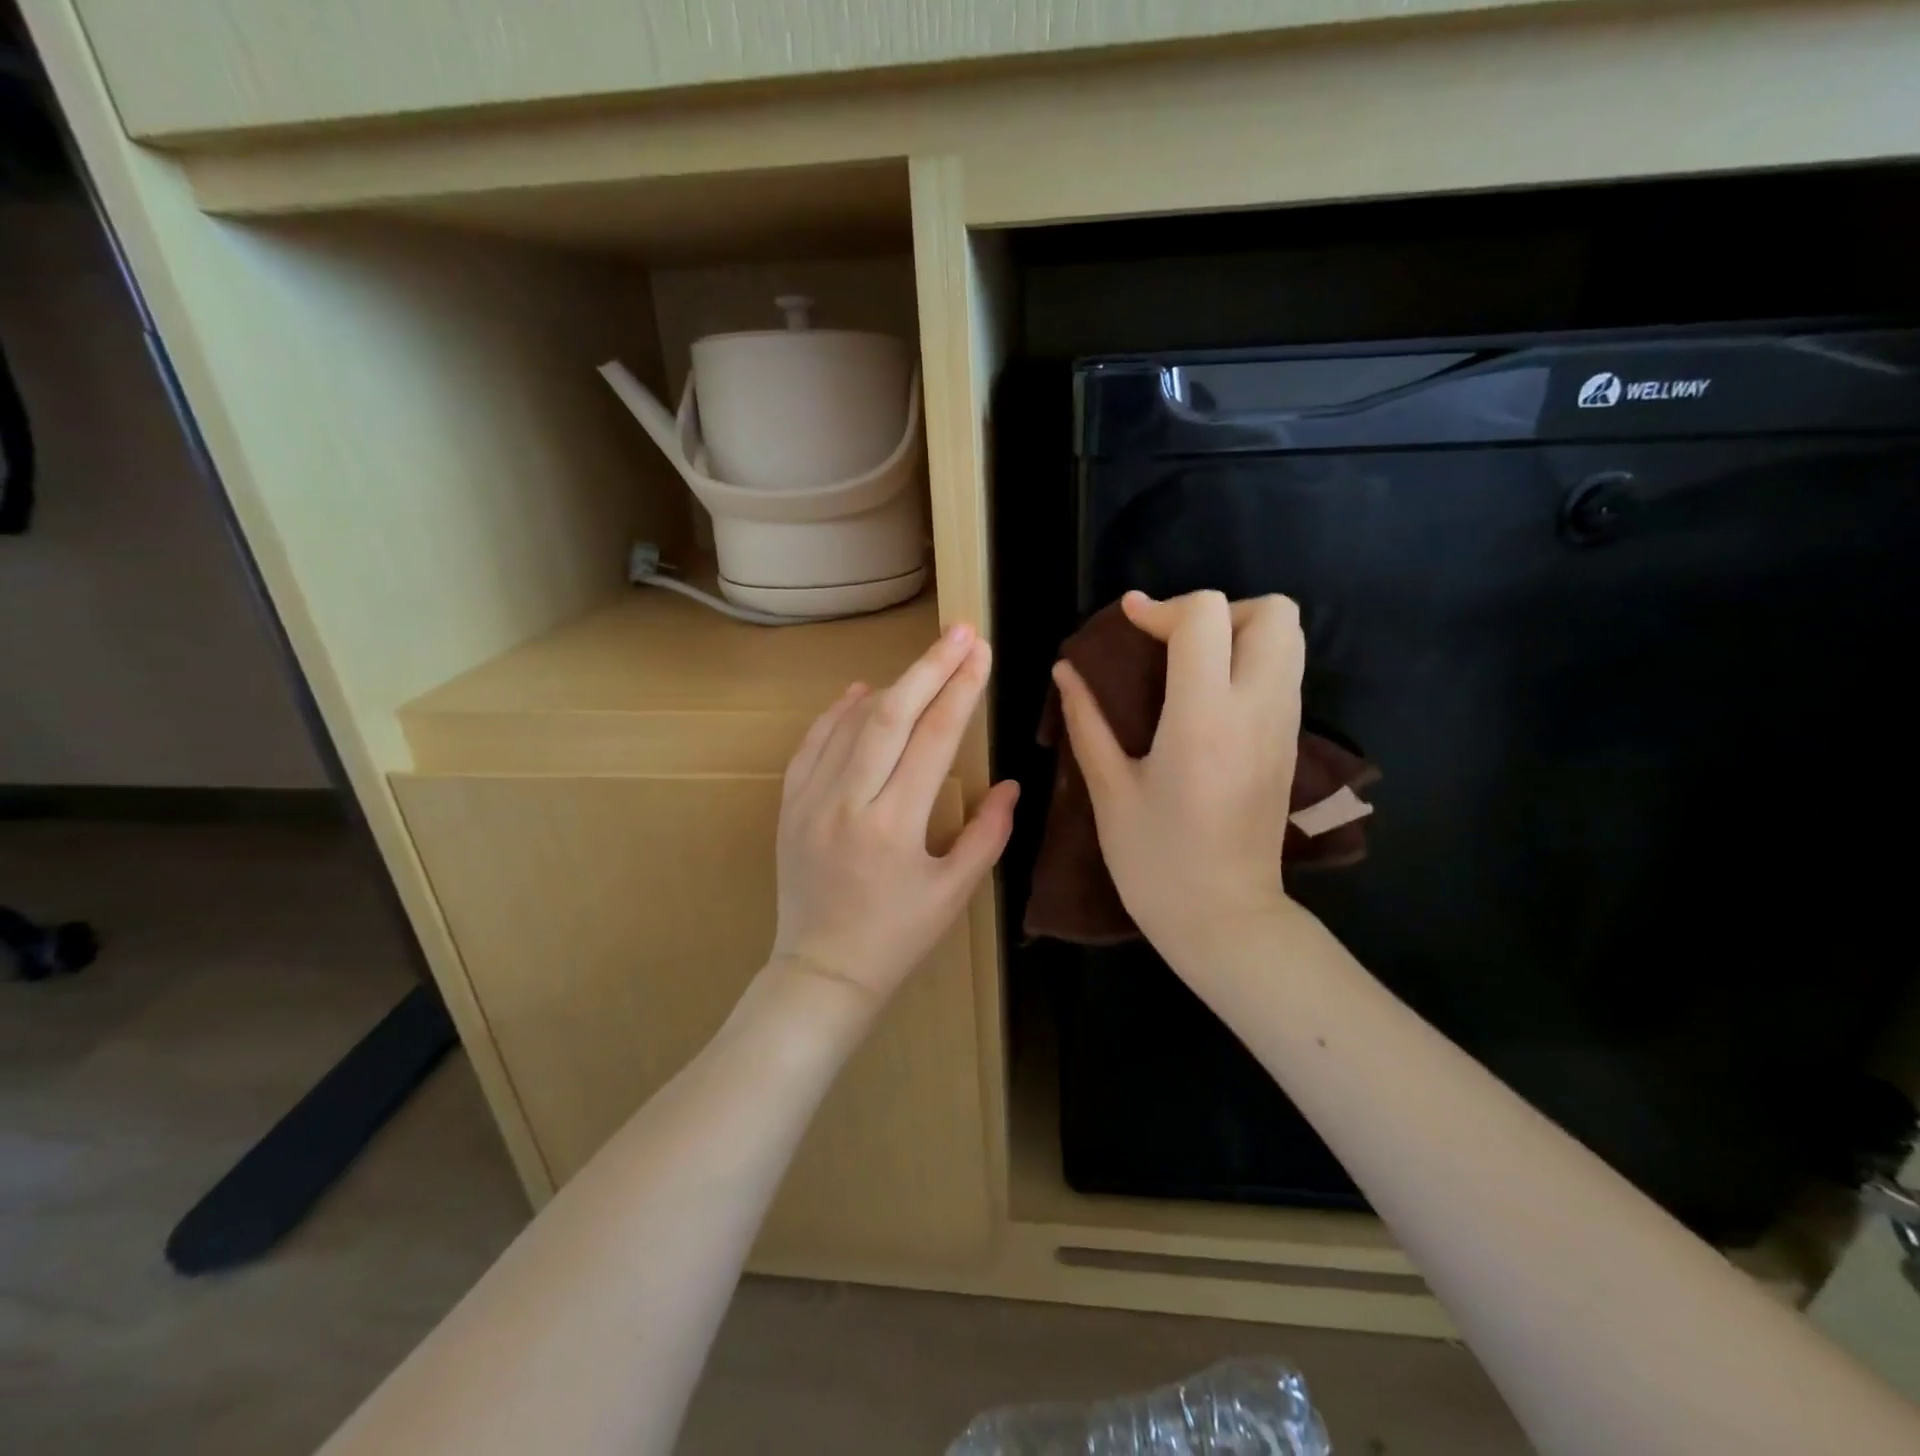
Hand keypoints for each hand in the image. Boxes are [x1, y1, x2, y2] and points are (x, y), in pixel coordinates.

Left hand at [771, 623, 1019, 1005]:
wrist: (822, 971)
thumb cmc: (897, 938)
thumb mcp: (954, 893)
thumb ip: (988, 835)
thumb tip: (1013, 784)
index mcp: (894, 825)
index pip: (933, 739)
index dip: (960, 691)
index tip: (981, 653)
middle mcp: (848, 802)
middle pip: (891, 715)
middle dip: (930, 668)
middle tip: (959, 632)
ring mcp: (810, 800)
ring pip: (851, 723)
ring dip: (892, 685)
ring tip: (926, 662)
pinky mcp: (789, 805)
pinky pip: (812, 744)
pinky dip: (837, 713)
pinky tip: (862, 692)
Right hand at [1052, 591, 1304, 965]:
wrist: (1225, 919)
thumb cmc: (1156, 862)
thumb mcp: (1109, 790)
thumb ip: (1086, 721)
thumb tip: (1065, 670)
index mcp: (1203, 719)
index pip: (1206, 617)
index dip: (1162, 607)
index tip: (1128, 623)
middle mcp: (1257, 710)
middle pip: (1273, 612)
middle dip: (1219, 611)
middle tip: (1174, 645)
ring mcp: (1284, 726)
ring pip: (1290, 638)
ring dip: (1239, 633)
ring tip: (1189, 666)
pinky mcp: (1292, 744)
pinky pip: (1286, 673)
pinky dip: (1251, 662)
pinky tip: (1207, 699)